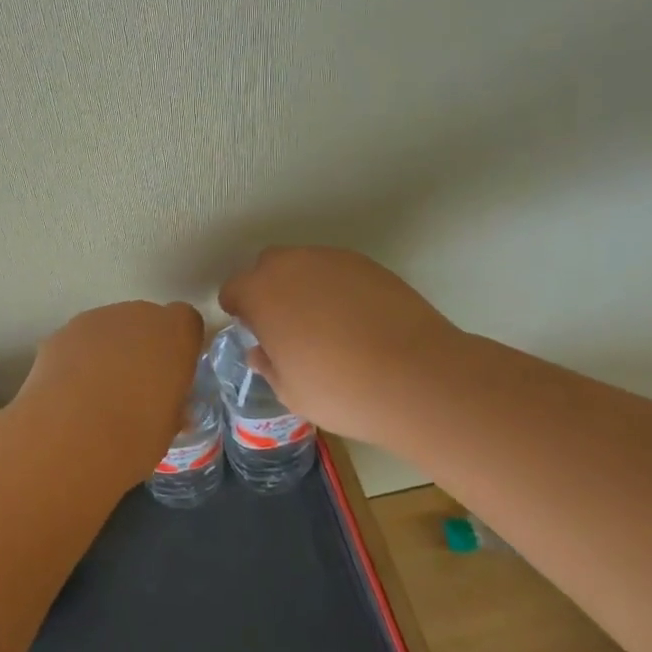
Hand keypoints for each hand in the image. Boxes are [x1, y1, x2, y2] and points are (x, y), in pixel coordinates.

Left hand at [18, 301, 205, 482]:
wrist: (72, 435)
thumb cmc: (135, 435)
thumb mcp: (168, 427)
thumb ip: (172, 406)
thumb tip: (168, 410)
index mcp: (175, 333)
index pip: (187, 321)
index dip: (180, 345)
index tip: (174, 373)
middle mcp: (138, 315)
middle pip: (146, 321)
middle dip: (143, 346)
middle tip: (136, 387)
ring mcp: (96, 319)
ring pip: (110, 329)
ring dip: (109, 351)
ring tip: (98, 393)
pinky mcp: (62, 332)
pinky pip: (79, 341)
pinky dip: (78, 359)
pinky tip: (71, 392)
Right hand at [218, 248, 464, 443]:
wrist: (418, 377)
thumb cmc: (340, 390)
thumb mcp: (291, 391)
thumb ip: (269, 366)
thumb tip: (262, 353)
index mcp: (261, 293)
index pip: (234, 289)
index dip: (238, 309)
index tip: (251, 330)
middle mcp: (292, 265)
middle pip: (268, 267)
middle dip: (269, 289)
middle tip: (284, 325)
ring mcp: (334, 260)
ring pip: (305, 265)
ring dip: (304, 286)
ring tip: (324, 323)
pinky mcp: (370, 265)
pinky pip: (338, 271)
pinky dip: (337, 288)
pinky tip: (355, 320)